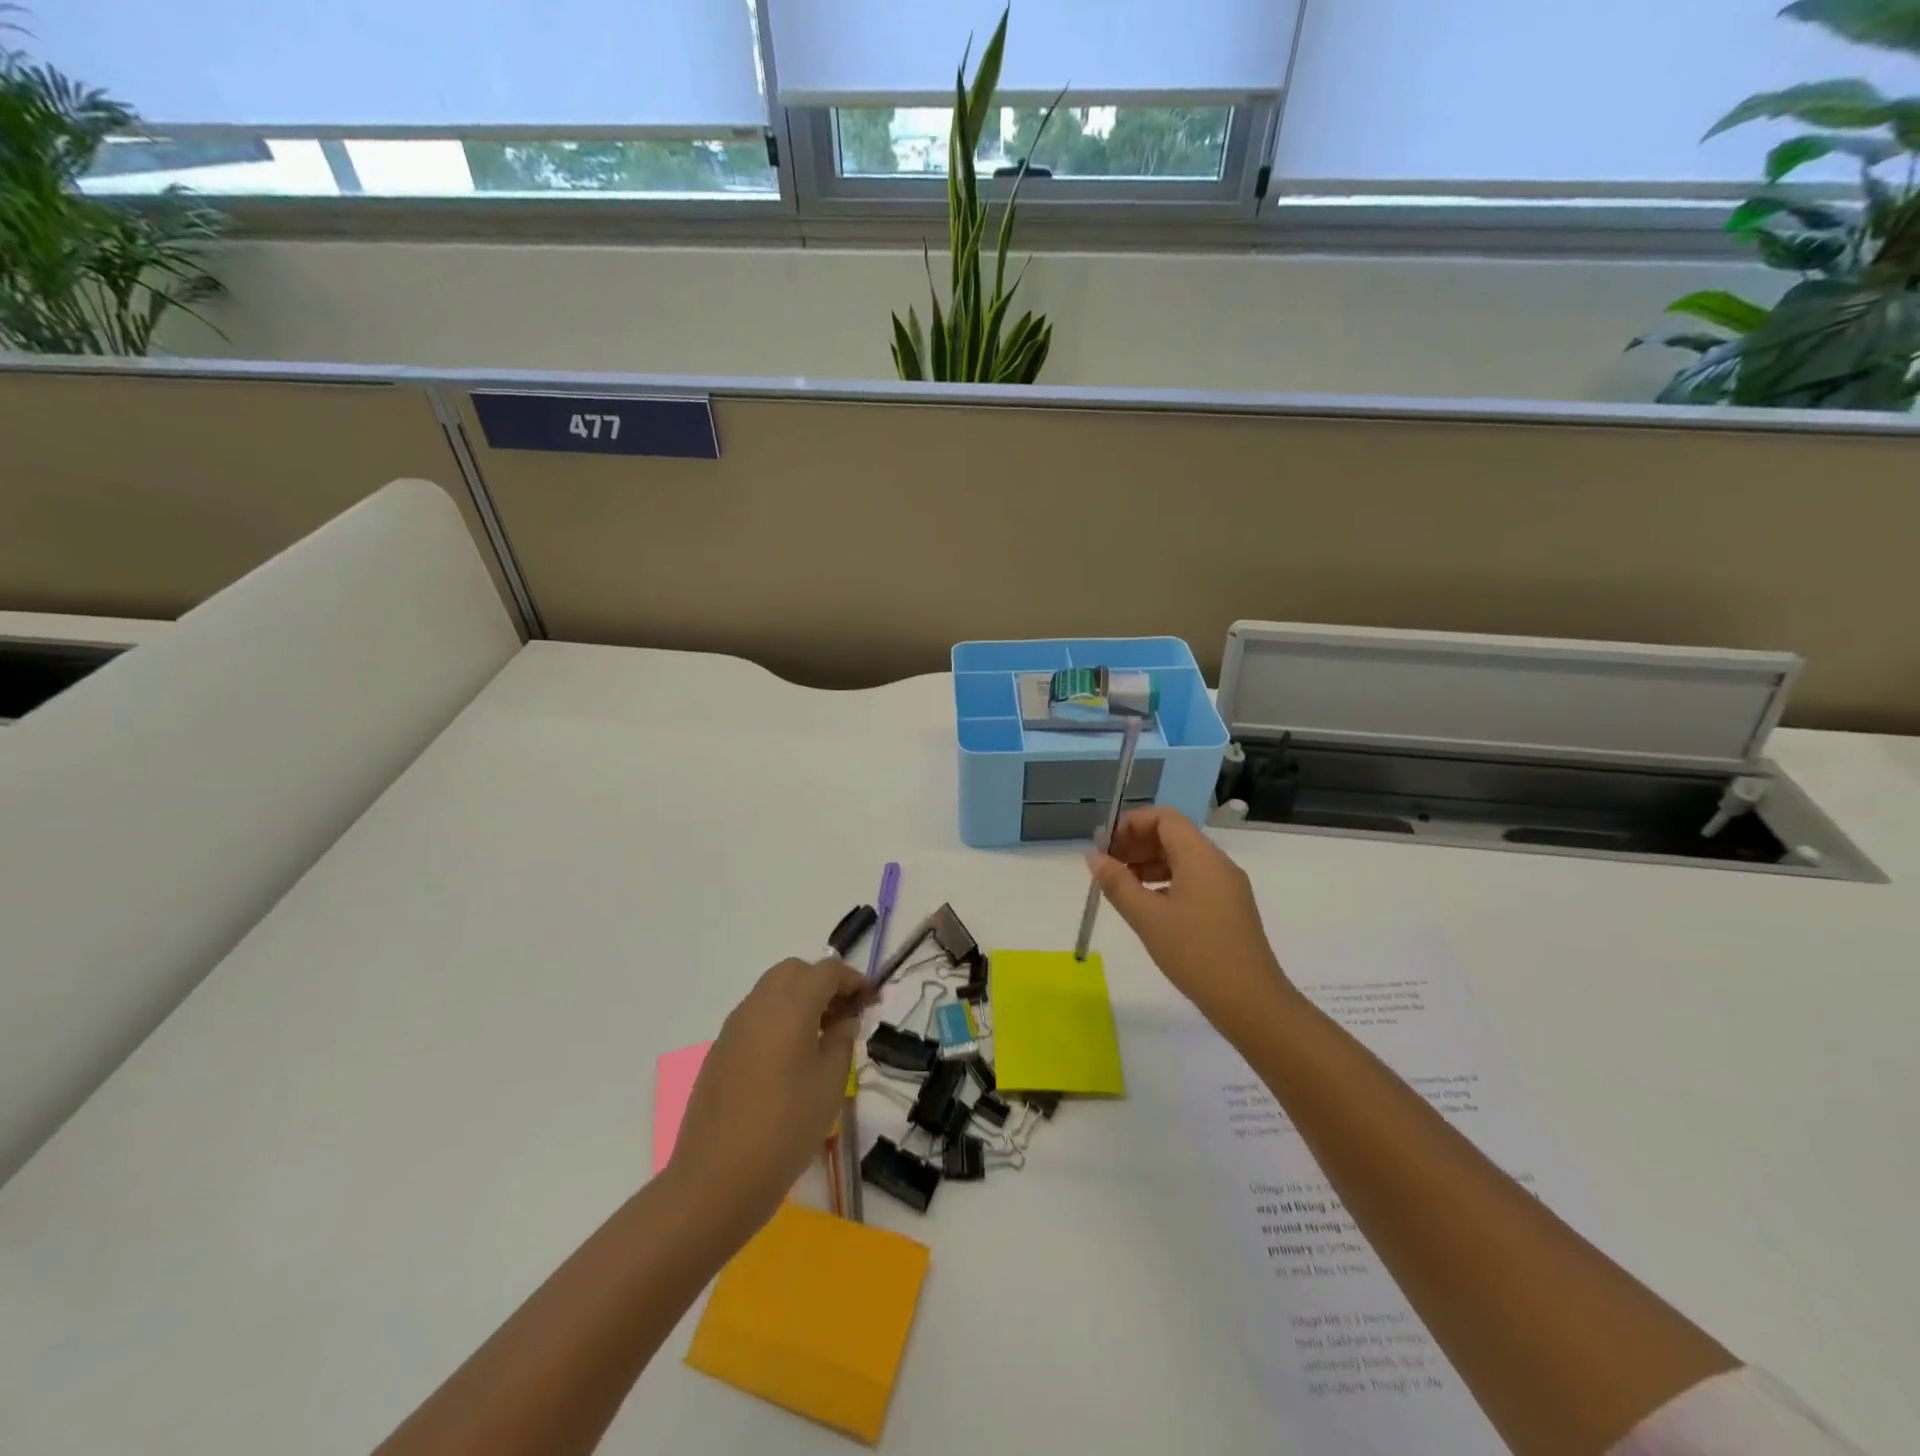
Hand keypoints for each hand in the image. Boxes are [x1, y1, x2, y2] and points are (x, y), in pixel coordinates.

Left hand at [665, 958, 865, 1236]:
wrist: (716, 1179)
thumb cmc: (785, 1127)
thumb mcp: (830, 1084)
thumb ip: (841, 1041)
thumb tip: (844, 1020)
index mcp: (790, 1006)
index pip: (827, 971)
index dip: (853, 979)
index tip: (872, 999)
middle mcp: (758, 1005)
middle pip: (794, 971)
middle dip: (822, 982)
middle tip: (844, 1014)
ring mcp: (733, 1027)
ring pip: (771, 991)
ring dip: (798, 999)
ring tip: (820, 1036)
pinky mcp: (719, 1051)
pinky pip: (754, 1017)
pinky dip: (778, 1019)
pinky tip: (789, 1057)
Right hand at [1088, 806, 1296, 1032]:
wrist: (1250, 1002)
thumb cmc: (1195, 953)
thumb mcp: (1147, 918)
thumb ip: (1117, 883)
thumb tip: (1094, 857)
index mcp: (1200, 856)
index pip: (1164, 817)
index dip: (1131, 824)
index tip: (1106, 848)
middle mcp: (1217, 863)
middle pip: (1172, 835)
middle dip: (1137, 844)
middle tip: (1108, 868)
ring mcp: (1226, 886)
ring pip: (1182, 858)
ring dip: (1149, 864)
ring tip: (1122, 888)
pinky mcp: (1228, 907)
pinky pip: (1193, 879)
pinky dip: (1166, 882)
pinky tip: (1147, 906)